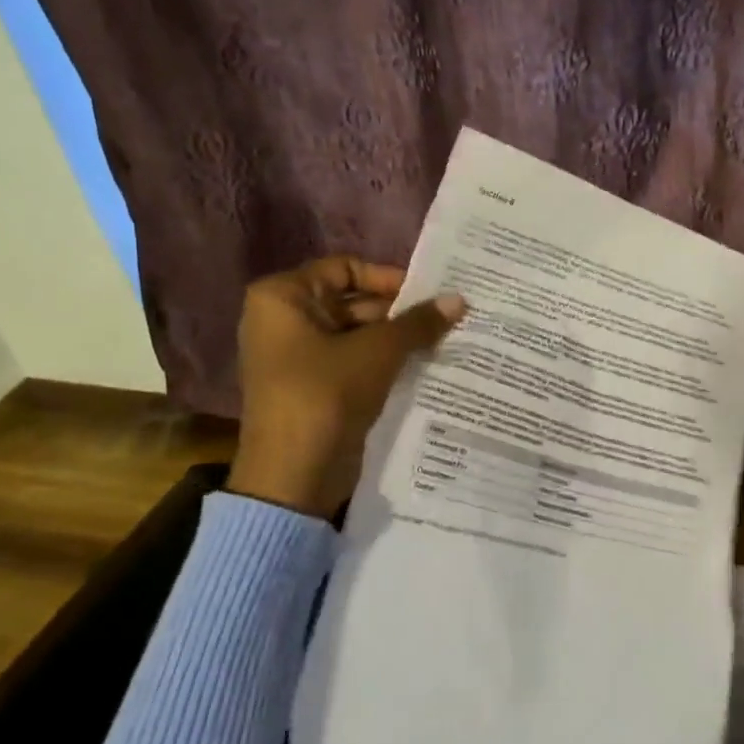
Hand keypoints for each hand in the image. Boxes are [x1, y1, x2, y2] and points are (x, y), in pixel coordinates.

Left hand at [225, 257, 464, 517]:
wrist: (294, 475)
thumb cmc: (326, 395)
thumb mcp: (378, 352)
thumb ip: (419, 322)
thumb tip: (460, 299)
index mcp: (283, 298)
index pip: (345, 268)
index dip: (389, 278)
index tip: (430, 294)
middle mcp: (284, 320)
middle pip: (353, 301)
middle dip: (400, 312)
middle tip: (448, 318)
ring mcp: (298, 355)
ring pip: (358, 334)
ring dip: (398, 339)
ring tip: (446, 340)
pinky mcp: (315, 386)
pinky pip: (355, 361)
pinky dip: (385, 362)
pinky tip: (425, 364)